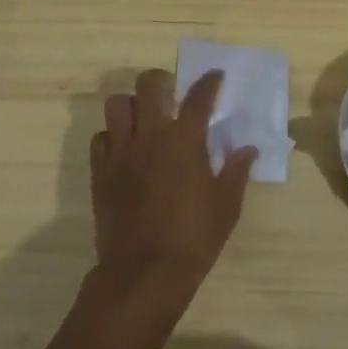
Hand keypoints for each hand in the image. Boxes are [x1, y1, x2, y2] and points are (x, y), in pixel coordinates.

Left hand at [90, 69, 255, 314]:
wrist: (143, 272)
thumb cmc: (193, 238)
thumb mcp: (226, 207)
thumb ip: (236, 172)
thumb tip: (247, 149)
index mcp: (185, 140)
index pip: (199, 97)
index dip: (209, 82)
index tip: (214, 76)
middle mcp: (150, 135)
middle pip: (148, 85)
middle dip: (161, 81)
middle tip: (171, 94)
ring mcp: (121, 152)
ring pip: (116, 104)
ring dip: (131, 105)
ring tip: (143, 119)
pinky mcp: (100, 171)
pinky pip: (100, 137)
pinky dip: (111, 136)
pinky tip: (124, 150)